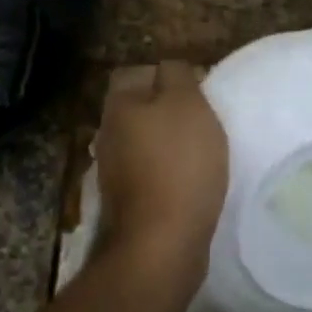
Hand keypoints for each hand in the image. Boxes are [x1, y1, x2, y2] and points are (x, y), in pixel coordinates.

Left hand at [96, 61, 227, 272]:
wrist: (160, 242)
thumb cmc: (179, 164)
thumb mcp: (187, 104)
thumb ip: (178, 75)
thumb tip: (170, 69)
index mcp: (118, 105)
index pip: (135, 72)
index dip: (167, 74)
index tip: (199, 88)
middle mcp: (107, 133)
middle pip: (139, 108)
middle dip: (168, 110)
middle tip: (204, 119)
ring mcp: (113, 170)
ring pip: (143, 141)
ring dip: (168, 143)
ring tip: (202, 151)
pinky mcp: (126, 201)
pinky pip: (149, 173)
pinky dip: (168, 172)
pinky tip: (191, 181)